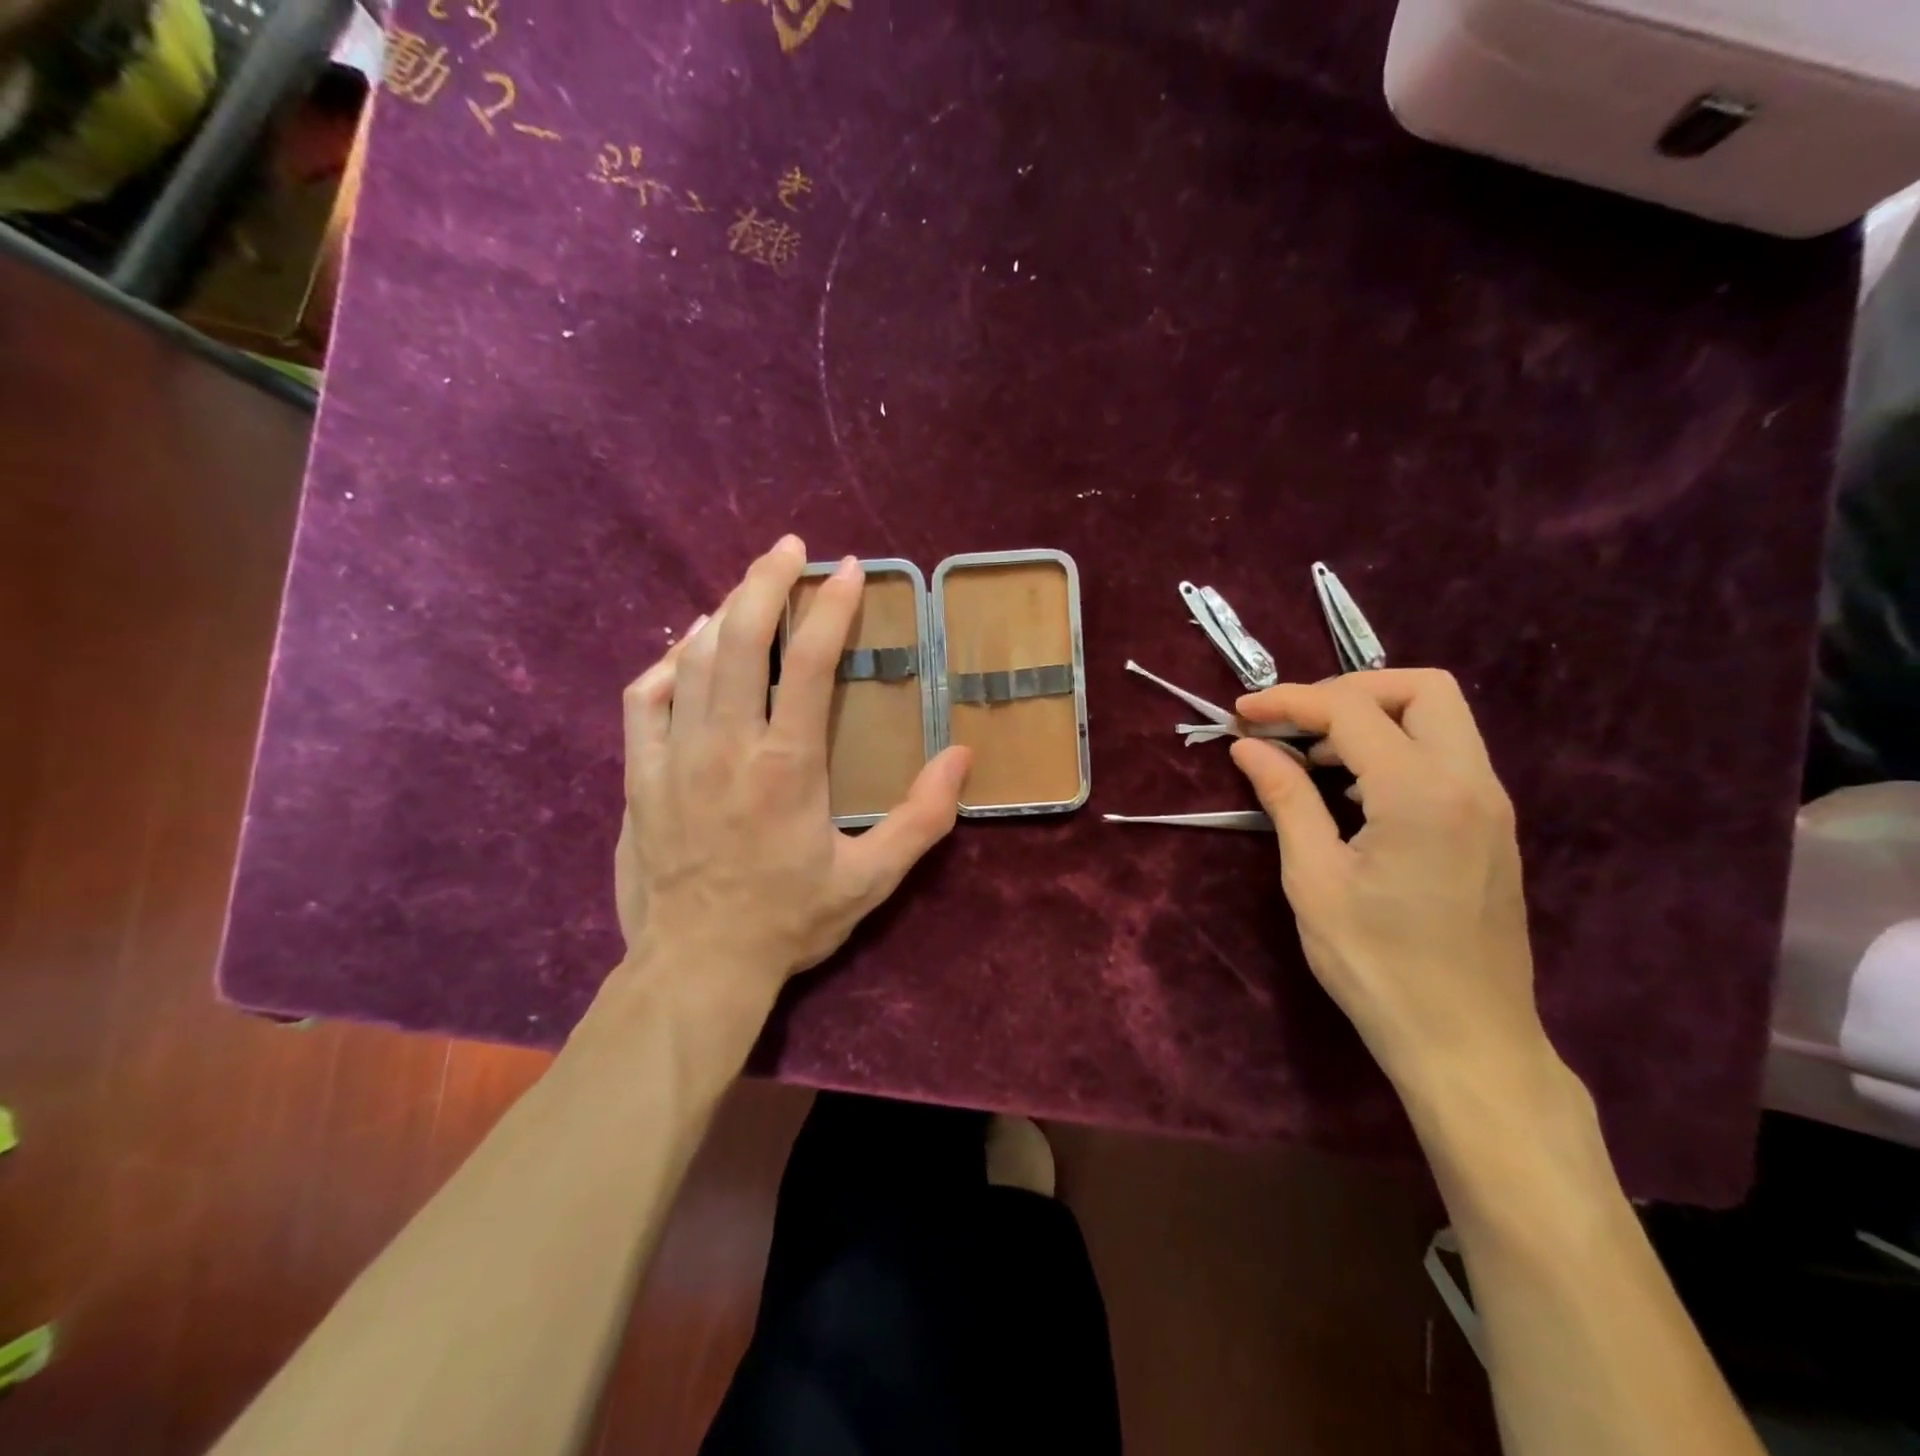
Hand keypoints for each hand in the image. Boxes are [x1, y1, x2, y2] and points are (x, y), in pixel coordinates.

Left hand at [614, 536, 969, 1014]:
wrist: (697, 966)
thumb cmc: (789, 920)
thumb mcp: (872, 878)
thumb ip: (923, 817)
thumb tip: (963, 758)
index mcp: (788, 765)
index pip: (813, 663)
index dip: (833, 607)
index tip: (849, 570)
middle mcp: (728, 746)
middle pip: (741, 638)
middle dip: (766, 580)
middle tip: (789, 549)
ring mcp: (675, 757)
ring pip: (691, 659)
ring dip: (724, 613)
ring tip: (748, 592)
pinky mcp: (639, 776)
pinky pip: (643, 700)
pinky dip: (667, 666)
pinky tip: (686, 656)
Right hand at [1229, 671, 1551, 1108]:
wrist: (1468, 1044)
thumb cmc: (1378, 966)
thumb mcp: (1314, 880)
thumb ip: (1286, 799)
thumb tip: (1249, 746)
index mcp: (1421, 794)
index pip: (1351, 710)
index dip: (1289, 701)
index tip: (1242, 714)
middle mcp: (1471, 784)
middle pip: (1421, 689)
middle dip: (1348, 690)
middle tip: (1293, 723)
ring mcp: (1491, 805)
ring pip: (1441, 718)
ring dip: (1373, 718)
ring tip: (1312, 757)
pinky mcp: (1491, 828)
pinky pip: (1446, 756)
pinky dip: (1396, 749)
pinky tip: (1352, 790)